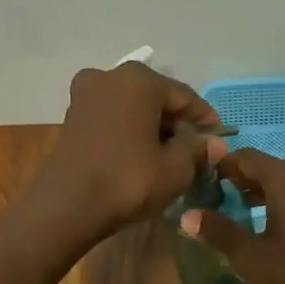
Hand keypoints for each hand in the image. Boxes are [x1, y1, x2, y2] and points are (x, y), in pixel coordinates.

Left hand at [28, 62, 227, 243]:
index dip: (205, 119)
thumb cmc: (128, 180)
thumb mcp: (175, 169)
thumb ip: (198, 150)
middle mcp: (110, 77)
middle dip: (176, 123)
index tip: (218, 139)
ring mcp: (85, 96)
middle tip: (193, 151)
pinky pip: (112, 119)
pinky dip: (128, 132)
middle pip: (156, 99)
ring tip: (167, 156)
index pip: (184, 96)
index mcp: (139, 80)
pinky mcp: (71, 118)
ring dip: (151, 128)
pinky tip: (139, 156)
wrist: (66, 206)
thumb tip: (215, 143)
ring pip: (132, 108)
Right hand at [179, 149, 284, 283]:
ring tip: (241, 213)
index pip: (246, 156)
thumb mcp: (251, 256)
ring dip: (263, 192)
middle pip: (268, 167)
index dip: (221, 166)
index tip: (202, 182)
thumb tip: (188, 216)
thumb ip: (219, 232)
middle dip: (241, 180)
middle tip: (217, 199)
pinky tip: (274, 227)